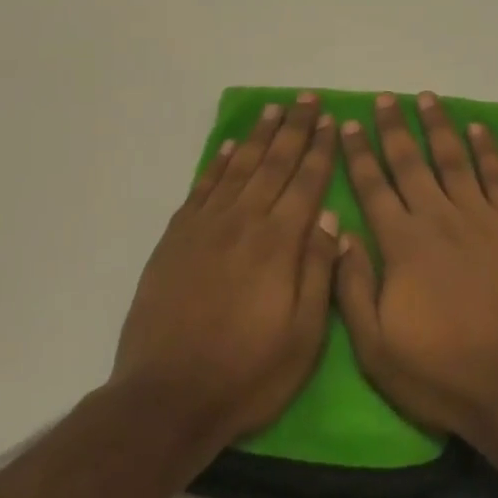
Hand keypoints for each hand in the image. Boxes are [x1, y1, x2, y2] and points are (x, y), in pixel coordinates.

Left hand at [113, 93, 341, 456]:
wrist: (165, 399)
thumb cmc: (247, 373)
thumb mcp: (303, 336)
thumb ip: (318, 271)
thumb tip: (328, 216)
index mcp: (278, 243)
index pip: (306, 182)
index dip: (321, 149)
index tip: (333, 121)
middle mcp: (243, 223)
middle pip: (274, 163)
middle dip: (295, 128)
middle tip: (307, 98)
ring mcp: (205, 228)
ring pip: (238, 167)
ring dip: (259, 136)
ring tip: (274, 109)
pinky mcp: (176, 240)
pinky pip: (202, 188)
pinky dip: (217, 164)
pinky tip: (228, 147)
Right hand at [333, 92, 497, 445]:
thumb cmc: (444, 373)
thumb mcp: (378, 349)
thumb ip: (353, 288)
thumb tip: (339, 233)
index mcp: (402, 245)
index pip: (373, 188)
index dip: (358, 154)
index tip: (347, 124)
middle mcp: (439, 219)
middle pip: (411, 163)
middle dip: (393, 128)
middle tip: (384, 98)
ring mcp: (482, 217)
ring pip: (454, 159)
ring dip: (438, 126)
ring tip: (426, 97)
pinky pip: (497, 176)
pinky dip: (486, 150)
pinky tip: (477, 129)